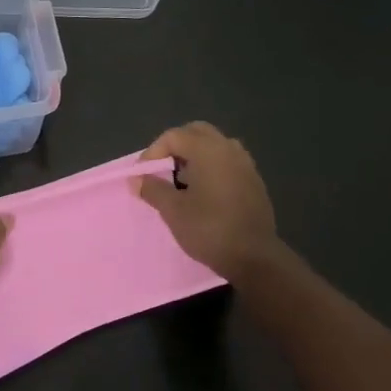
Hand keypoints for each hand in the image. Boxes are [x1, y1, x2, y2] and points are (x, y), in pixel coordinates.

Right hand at [135, 122, 281, 281]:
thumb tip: (137, 179)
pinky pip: (227, 162)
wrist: (254, 257)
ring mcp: (245, 165)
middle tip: (161, 170)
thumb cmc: (209, 229)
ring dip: (194, 156)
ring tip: (181, 182)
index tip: (143, 176)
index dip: (152, 152)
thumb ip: (152, 189)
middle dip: (175, 147)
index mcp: (208, 150)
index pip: (173, 136)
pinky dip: (211, 168)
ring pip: (214, 146)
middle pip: (196, 133)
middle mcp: (229, 149)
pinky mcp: (254, 182)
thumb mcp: (173, 210)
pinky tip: (203, 194)